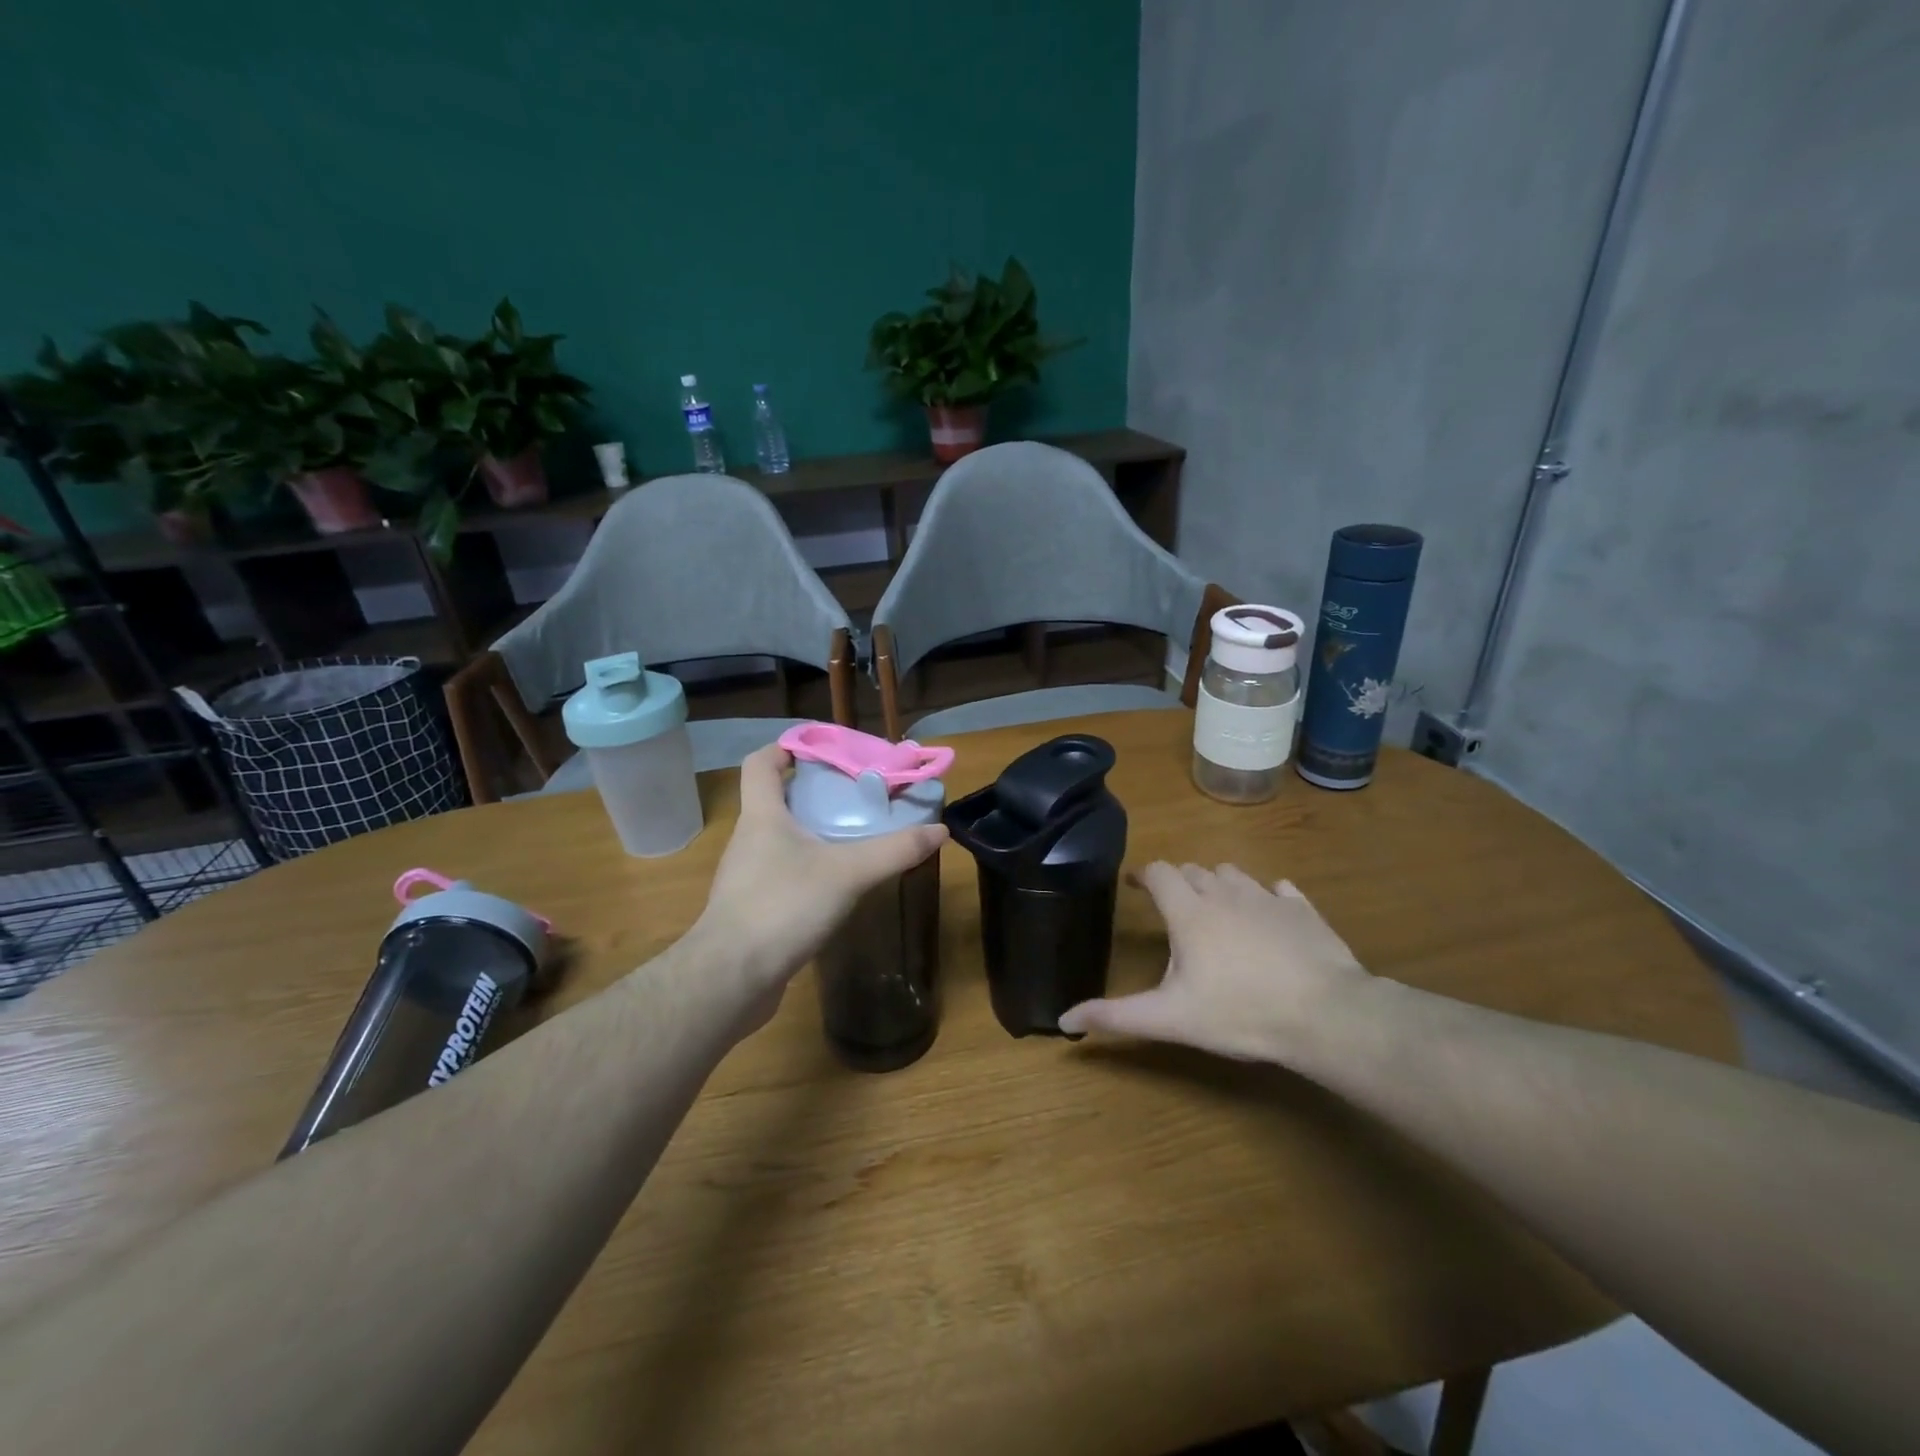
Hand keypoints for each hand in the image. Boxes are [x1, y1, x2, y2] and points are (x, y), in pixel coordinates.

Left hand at [694, 744, 947, 999]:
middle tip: (856, 796)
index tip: (821, 749)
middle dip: (813, 793)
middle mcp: (749, 840)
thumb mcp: (848, 873)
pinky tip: (837, 887)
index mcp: (762, 816)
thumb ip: (894, 850)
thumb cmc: (782, 906)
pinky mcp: (752, 910)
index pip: (761, 763)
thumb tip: (939, 830)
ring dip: (812, 834)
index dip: (785, 748)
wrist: (730, 978)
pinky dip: (808, 870)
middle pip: (775, 800)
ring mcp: (746, 877)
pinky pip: (782, 875)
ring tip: (854, 839)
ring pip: (780, 840)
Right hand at [1057, 862, 1370, 1065]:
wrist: (1326, 1015)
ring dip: (1219, 884)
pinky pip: (1280, 890)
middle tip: (1174, 906)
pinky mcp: (1303, 911)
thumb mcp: (1171, 1019)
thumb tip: (1064, 1019)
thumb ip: (1117, 1016)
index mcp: (1189, 913)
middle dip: (1180, 881)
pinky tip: (1270, 914)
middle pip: (1194, 871)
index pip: (1159, 873)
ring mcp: (1267, 899)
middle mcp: (1225, 894)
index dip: (1144, 875)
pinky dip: (1268, 896)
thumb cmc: (1240, 1013)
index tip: (1134, 884)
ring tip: (1216, 907)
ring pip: (1234, 874)